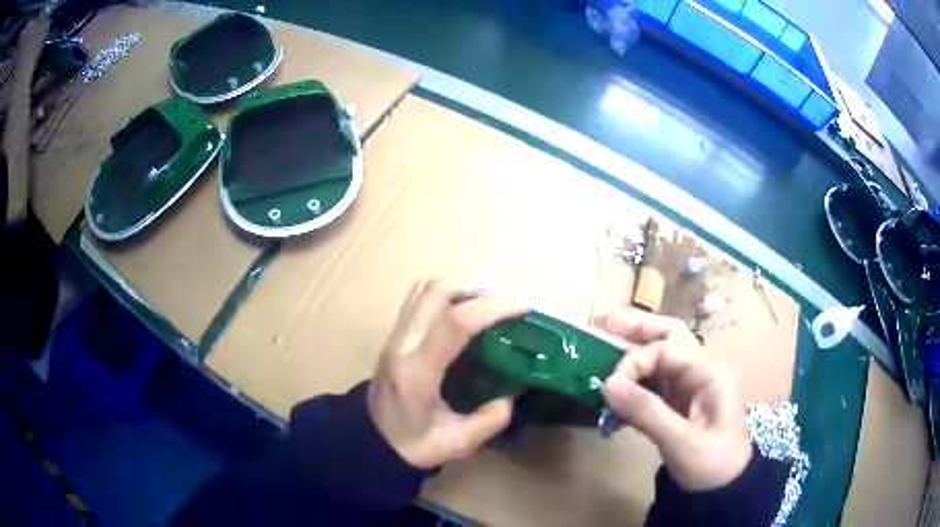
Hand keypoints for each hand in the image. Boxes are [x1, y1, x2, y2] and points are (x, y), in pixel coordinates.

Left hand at [368, 281, 528, 468]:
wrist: (370, 442)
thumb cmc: (412, 445)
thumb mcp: (457, 443)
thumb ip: (490, 419)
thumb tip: (514, 390)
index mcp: (418, 372)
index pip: (454, 323)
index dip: (492, 308)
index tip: (523, 307)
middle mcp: (403, 344)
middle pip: (436, 291)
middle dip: (477, 288)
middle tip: (507, 304)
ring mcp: (395, 336)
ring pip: (425, 289)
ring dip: (461, 287)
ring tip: (489, 304)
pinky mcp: (394, 335)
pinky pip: (420, 300)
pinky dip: (447, 296)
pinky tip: (465, 313)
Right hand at [599, 310, 751, 490]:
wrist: (725, 487)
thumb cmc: (711, 463)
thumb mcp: (680, 441)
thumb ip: (646, 411)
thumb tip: (607, 385)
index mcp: (709, 374)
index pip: (667, 350)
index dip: (635, 361)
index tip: (610, 386)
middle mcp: (702, 371)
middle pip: (672, 336)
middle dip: (640, 328)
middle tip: (607, 323)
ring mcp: (693, 385)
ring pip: (664, 355)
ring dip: (638, 348)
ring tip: (609, 342)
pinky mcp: (682, 401)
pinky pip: (658, 380)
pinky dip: (638, 379)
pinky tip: (620, 387)